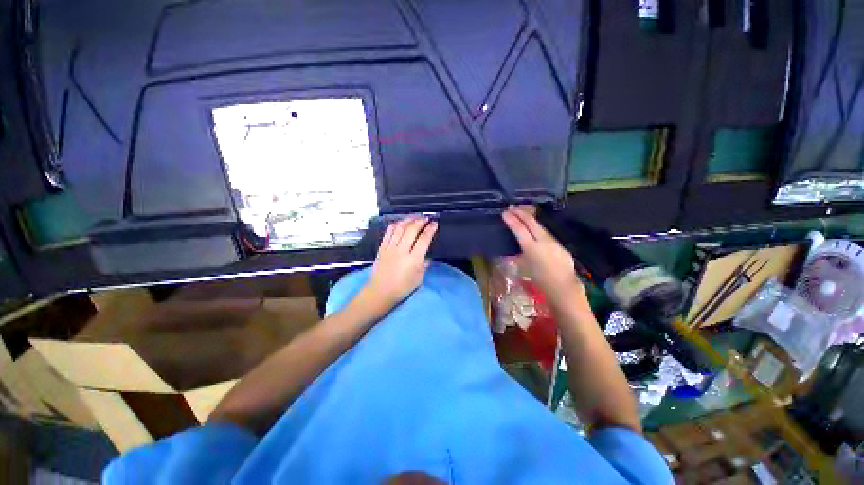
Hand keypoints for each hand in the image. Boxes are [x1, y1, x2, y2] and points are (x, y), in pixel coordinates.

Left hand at [366, 216, 438, 308]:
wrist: (380, 292)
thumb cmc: (402, 288)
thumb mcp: (419, 278)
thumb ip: (424, 265)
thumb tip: (428, 256)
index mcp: (413, 260)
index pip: (424, 239)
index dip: (430, 229)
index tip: (434, 223)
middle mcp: (402, 251)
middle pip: (411, 230)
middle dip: (420, 221)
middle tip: (425, 218)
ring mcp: (390, 248)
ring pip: (399, 228)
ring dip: (408, 220)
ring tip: (414, 217)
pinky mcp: (382, 248)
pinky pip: (388, 232)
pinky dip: (395, 225)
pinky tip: (400, 222)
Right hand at [501, 206, 584, 304]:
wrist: (563, 287)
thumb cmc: (540, 280)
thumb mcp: (524, 267)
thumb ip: (519, 255)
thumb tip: (514, 250)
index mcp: (531, 247)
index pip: (519, 228)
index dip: (511, 219)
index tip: (505, 212)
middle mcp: (543, 240)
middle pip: (531, 221)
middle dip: (520, 212)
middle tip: (511, 207)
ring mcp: (553, 241)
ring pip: (539, 225)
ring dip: (529, 218)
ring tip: (521, 213)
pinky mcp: (559, 244)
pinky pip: (546, 232)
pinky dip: (537, 227)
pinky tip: (534, 228)